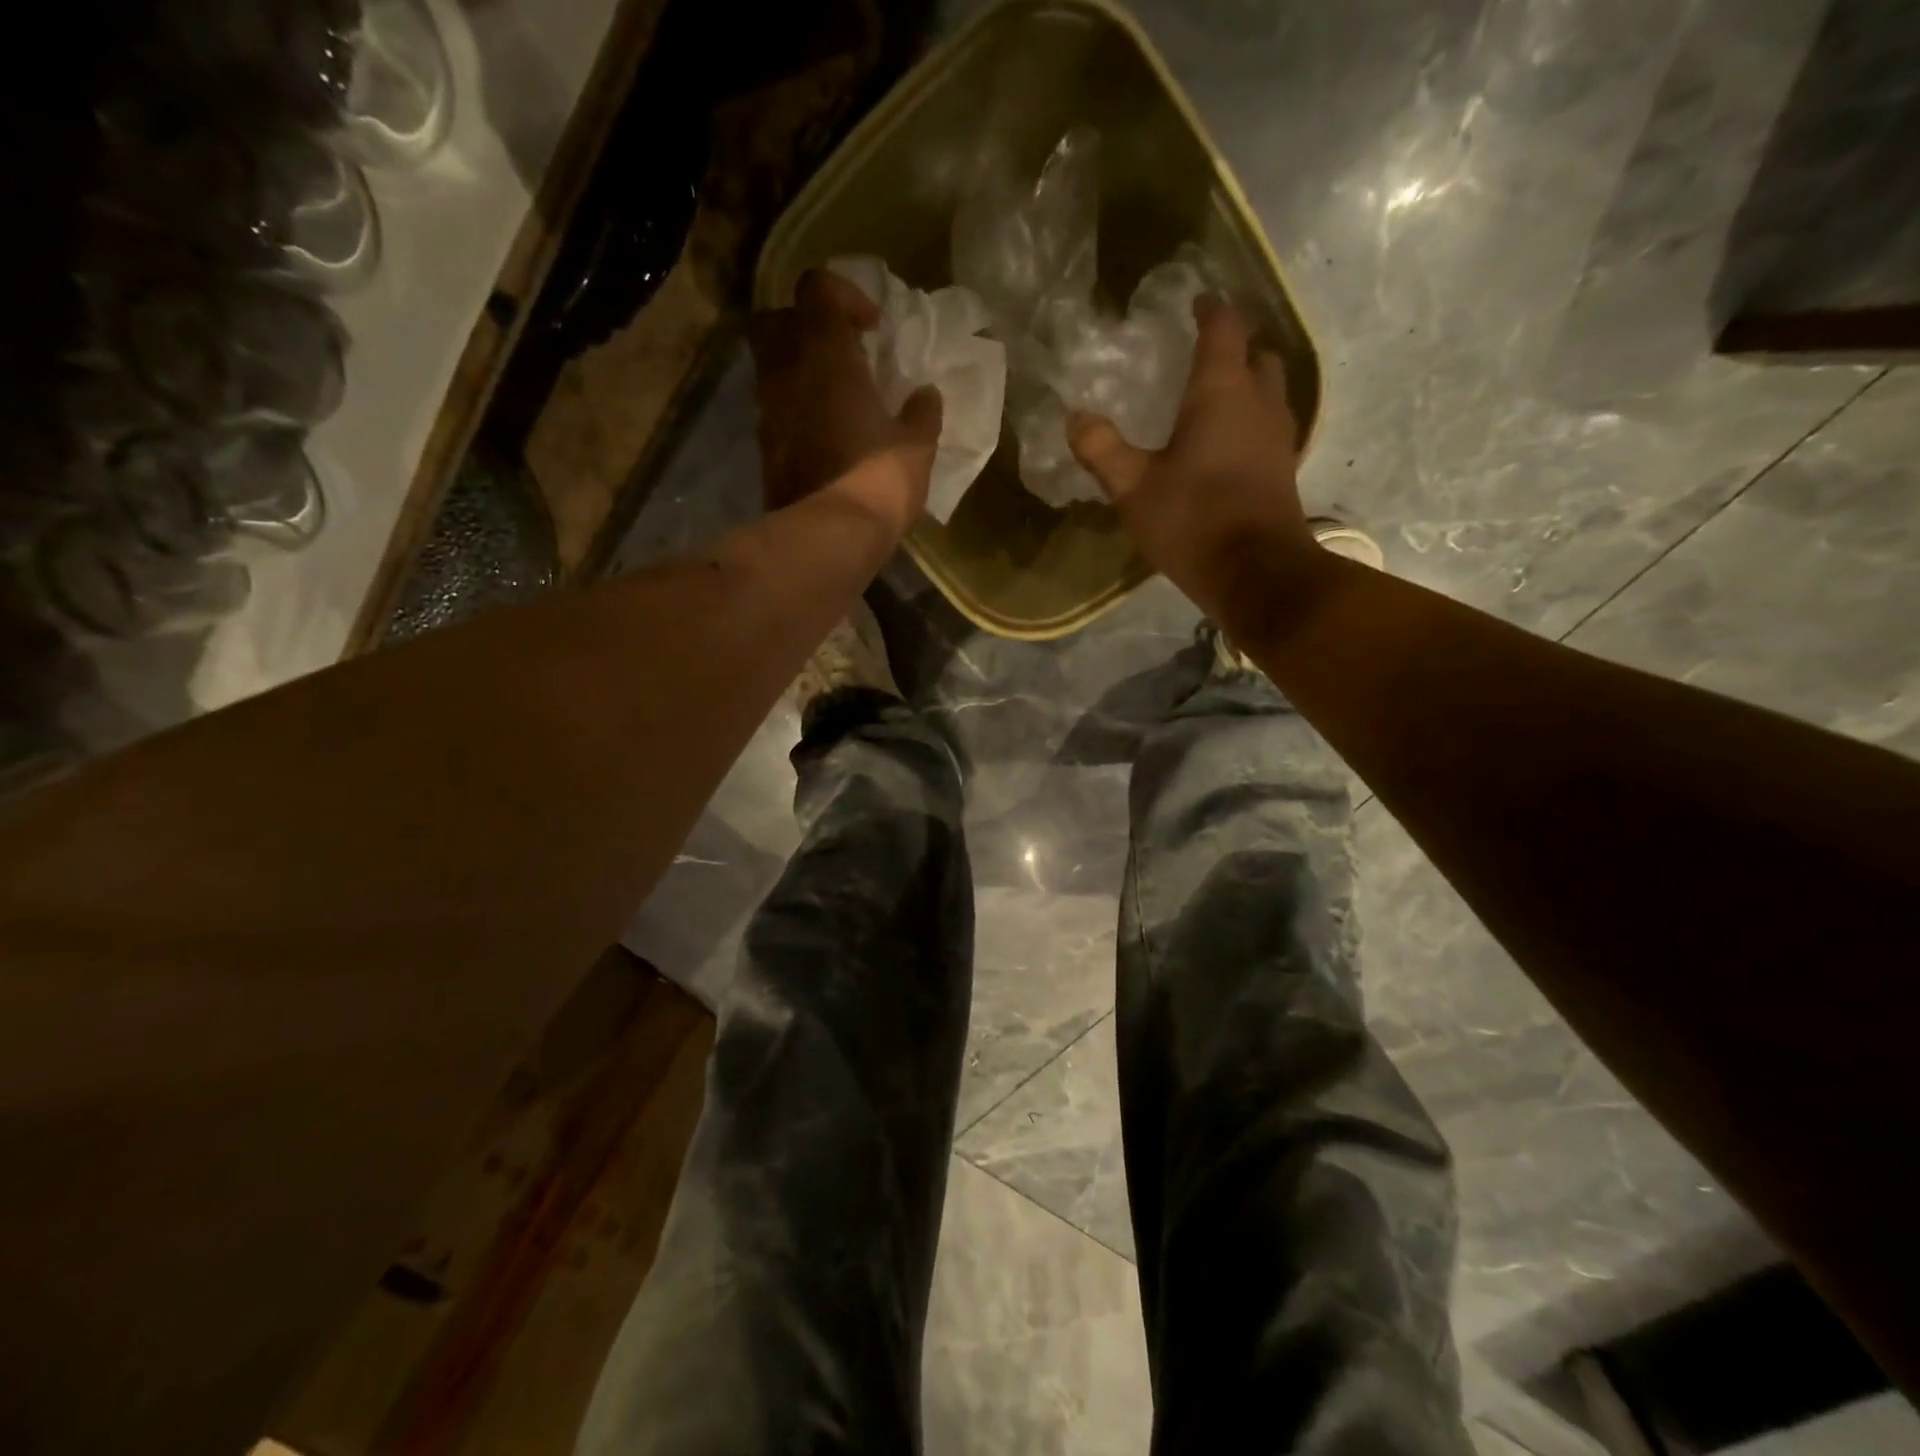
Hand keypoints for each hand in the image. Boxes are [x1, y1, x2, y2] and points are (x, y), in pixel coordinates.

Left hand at [749, 268, 943, 538]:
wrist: (830, 534)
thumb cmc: (879, 477)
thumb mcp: (917, 446)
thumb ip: (922, 413)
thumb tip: (925, 395)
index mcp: (825, 353)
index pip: (817, 288)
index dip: (844, 296)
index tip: (871, 329)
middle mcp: (787, 371)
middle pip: (776, 320)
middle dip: (804, 328)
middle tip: (838, 354)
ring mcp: (768, 410)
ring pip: (771, 368)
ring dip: (799, 373)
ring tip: (834, 400)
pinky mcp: (764, 448)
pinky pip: (775, 411)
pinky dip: (794, 412)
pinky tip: (824, 436)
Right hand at [1068, 298, 1323, 626]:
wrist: (1256, 572)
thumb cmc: (1193, 520)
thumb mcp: (1133, 488)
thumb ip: (1102, 449)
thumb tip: (1075, 417)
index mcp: (1221, 392)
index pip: (1223, 329)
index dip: (1210, 310)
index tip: (1195, 302)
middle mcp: (1259, 403)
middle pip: (1256, 356)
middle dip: (1234, 349)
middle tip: (1205, 356)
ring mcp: (1278, 437)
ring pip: (1270, 392)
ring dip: (1248, 385)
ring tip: (1217, 398)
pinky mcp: (1284, 469)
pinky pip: (1271, 427)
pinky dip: (1253, 421)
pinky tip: (1230, 445)